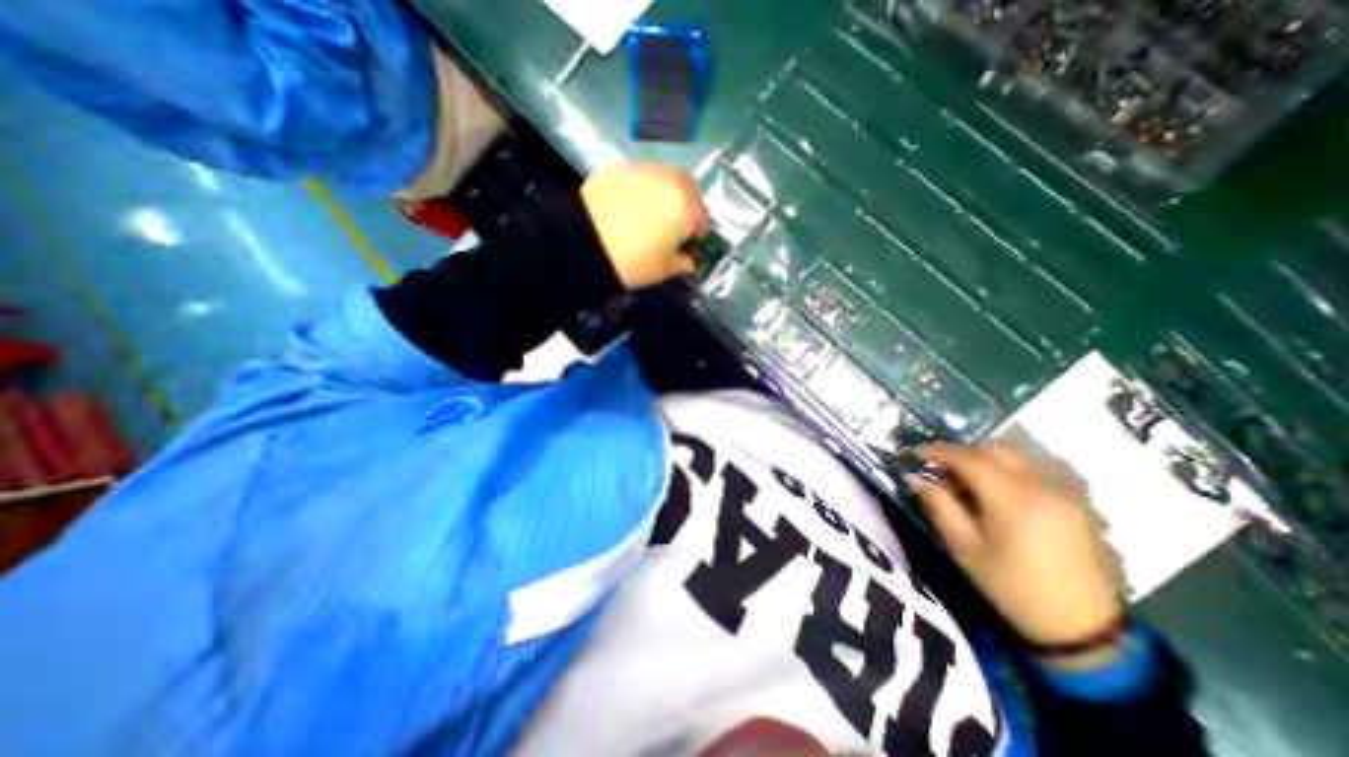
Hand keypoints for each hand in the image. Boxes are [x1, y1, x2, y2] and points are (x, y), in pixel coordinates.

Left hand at [580, 159, 708, 289]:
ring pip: (663, 175)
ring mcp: (642, 169)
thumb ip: (680, 263)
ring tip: (653, 209)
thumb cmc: (632, 261)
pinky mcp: (617, 167)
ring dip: (665, 190)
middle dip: (687, 200)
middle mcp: (668, 180)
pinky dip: (642, 186)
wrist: (584, 242)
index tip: (694, 238)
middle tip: (677, 219)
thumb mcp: (661, 270)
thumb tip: (688, 262)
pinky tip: (631, 203)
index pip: (701, 214)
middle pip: (686, 184)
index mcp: (685, 206)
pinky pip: (639, 175)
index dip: (699, 228)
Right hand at [912, 443, 1123, 650]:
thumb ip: (939, 506)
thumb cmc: (1013, 587)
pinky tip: (1003, 487)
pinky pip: (1041, 467)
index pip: (968, 458)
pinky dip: (1013, 467)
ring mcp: (1067, 492)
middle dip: (962, 453)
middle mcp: (1043, 486)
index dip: (938, 451)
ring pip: (1019, 455)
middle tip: (942, 469)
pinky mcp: (1080, 501)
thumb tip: (916, 478)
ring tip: (971, 478)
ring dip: (988, 457)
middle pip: (994, 450)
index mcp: (1013, 499)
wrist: (1083, 628)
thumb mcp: (965, 548)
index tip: (916, 454)